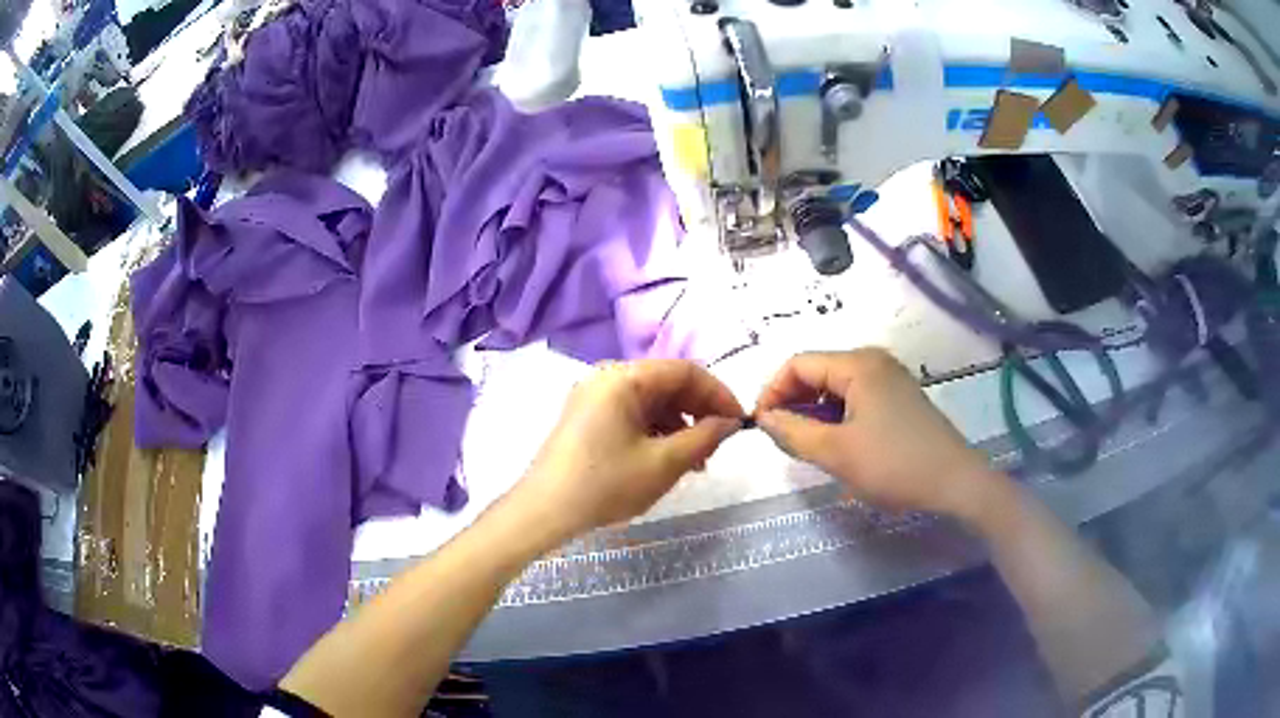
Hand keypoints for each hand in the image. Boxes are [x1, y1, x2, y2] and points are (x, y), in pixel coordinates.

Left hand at [513, 360, 742, 539]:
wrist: (544, 512)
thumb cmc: (605, 484)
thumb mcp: (663, 464)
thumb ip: (703, 437)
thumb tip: (730, 422)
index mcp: (623, 378)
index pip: (685, 371)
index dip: (718, 393)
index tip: (739, 422)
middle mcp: (607, 378)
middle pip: (667, 384)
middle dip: (698, 411)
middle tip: (718, 445)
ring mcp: (593, 397)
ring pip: (650, 401)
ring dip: (679, 425)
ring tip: (695, 462)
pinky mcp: (586, 418)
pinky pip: (632, 414)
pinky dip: (655, 432)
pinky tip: (666, 460)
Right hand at [754, 349, 1000, 521]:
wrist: (955, 482)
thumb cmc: (894, 465)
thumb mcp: (836, 453)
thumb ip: (793, 432)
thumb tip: (764, 418)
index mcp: (858, 364)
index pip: (798, 364)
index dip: (772, 391)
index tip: (760, 426)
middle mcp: (873, 361)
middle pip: (817, 372)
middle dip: (793, 402)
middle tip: (781, 439)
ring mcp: (889, 379)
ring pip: (836, 387)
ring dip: (814, 412)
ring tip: (807, 445)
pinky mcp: (899, 398)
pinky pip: (856, 398)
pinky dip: (837, 417)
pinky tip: (836, 444)